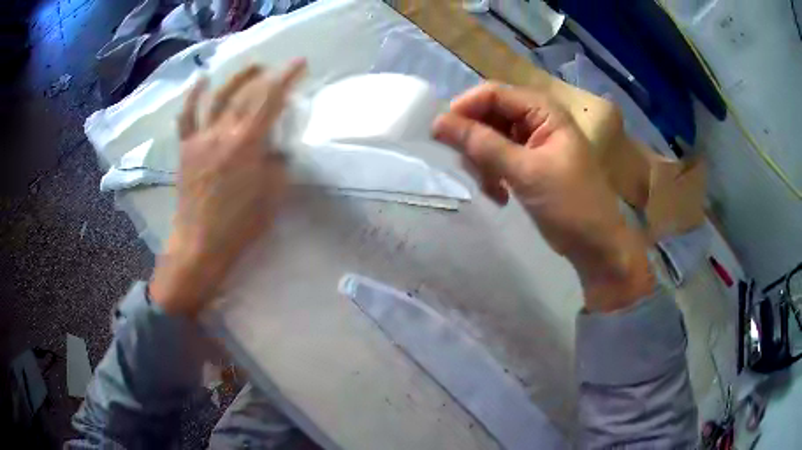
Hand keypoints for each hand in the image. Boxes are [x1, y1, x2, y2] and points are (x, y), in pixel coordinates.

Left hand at [150, 60, 306, 316]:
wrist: (199, 245)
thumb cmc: (239, 225)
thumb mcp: (273, 196)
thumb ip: (279, 165)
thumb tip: (276, 148)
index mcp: (246, 144)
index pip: (270, 100)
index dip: (286, 77)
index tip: (299, 62)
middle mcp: (221, 133)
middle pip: (244, 95)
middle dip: (264, 77)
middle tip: (277, 69)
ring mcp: (199, 139)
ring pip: (216, 98)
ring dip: (235, 79)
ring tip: (251, 68)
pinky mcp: (186, 149)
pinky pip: (186, 117)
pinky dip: (192, 96)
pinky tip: (201, 80)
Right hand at [433, 83, 652, 311]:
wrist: (594, 244)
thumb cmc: (570, 204)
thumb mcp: (525, 172)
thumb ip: (482, 144)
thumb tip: (438, 122)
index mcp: (543, 110)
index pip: (493, 94)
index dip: (464, 109)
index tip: (440, 136)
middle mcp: (536, 119)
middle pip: (488, 115)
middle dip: (475, 142)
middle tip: (472, 171)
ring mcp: (531, 141)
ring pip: (488, 138)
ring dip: (482, 163)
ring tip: (492, 189)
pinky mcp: (527, 162)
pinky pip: (496, 158)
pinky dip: (491, 174)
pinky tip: (500, 195)